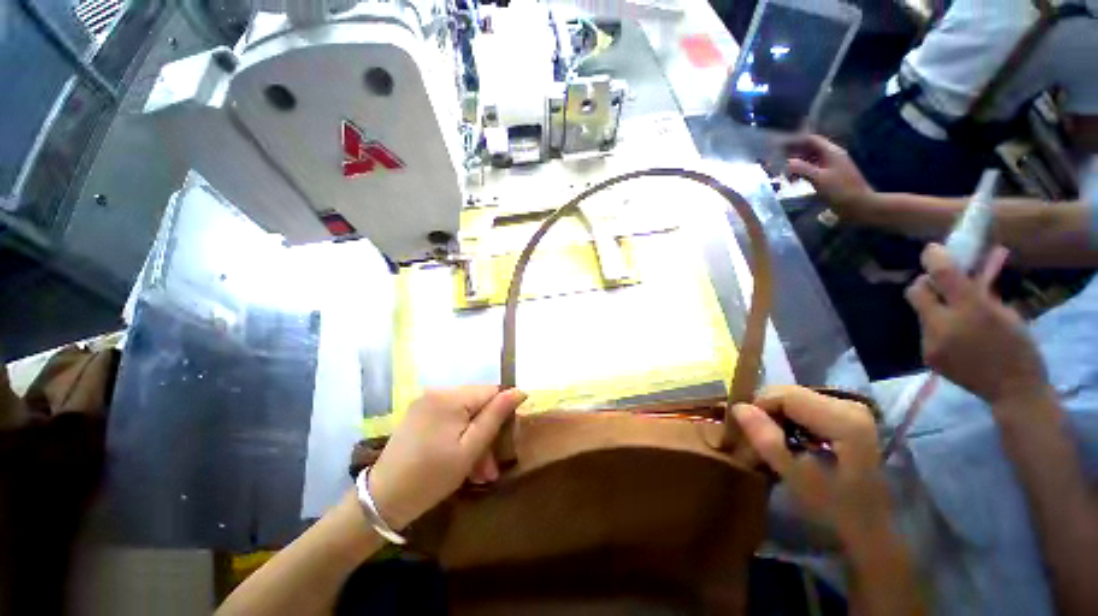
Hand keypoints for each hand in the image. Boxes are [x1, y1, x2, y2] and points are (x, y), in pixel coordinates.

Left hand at [367, 387, 525, 529]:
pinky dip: (458, 436)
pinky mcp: (418, 414)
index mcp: (451, 397)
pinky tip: (460, 460)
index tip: (502, 443)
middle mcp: (438, 391)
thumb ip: (496, 416)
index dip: (501, 415)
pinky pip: (449, 418)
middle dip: (487, 432)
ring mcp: (425, 402)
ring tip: (479, 471)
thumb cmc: (432, 477)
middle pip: (477, 403)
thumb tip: (520, 390)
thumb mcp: (470, 449)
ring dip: (474, 438)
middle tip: (490, 466)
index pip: (492, 392)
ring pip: (465, 413)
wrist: (382, 501)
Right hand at [733, 386, 889, 542]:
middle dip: (765, 412)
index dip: (758, 408)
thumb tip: (738, 407)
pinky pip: (803, 405)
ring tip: (769, 441)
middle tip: (755, 439)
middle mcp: (849, 404)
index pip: (784, 395)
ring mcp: (850, 407)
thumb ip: (767, 440)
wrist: (872, 526)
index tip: (747, 433)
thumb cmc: (835, 507)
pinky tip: (787, 439)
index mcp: (844, 420)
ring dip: (774, 416)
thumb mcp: (796, 477)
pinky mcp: (846, 413)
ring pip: (793, 397)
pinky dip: (787, 418)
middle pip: (789, 393)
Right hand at [786, 134, 875, 219]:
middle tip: (777, 162)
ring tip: (783, 174)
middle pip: (810, 149)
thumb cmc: (840, 190)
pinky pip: (813, 170)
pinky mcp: (831, 177)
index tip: (778, 148)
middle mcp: (832, 156)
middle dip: (793, 154)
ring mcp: (832, 166)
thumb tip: (785, 162)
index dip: (794, 142)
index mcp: (831, 152)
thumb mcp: (819, 179)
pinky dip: (802, 173)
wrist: (859, 205)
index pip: (810, 140)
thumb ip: (802, 168)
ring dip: (796, 165)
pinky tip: (795, 181)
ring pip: (810, 160)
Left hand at [905, 244, 1047, 403]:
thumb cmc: (1019, 348)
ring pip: (921, 313)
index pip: (942, 276)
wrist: (1013, 392)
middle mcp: (942, 325)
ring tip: (955, 313)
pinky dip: (937, 326)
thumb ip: (982, 291)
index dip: (934, 259)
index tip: (932, 250)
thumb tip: (965, 272)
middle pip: (916, 293)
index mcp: (971, 310)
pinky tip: (955, 334)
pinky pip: (926, 332)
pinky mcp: (927, 357)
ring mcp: (930, 343)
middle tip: (940, 284)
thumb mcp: (1008, 312)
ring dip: (934, 308)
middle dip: (925, 283)